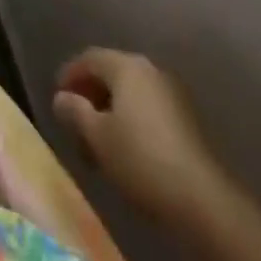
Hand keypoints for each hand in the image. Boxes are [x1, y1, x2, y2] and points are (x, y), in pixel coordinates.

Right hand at [53, 49, 228, 225]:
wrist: (203, 201)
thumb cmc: (141, 159)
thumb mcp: (97, 136)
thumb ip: (74, 111)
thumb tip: (61, 98)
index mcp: (126, 66)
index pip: (89, 58)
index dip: (69, 75)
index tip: (57, 98)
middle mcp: (149, 70)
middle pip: (111, 73)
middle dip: (90, 95)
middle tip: (75, 122)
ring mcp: (172, 94)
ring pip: (130, 94)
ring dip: (110, 111)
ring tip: (98, 141)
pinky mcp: (186, 120)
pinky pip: (147, 109)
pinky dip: (130, 121)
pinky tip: (125, 148)